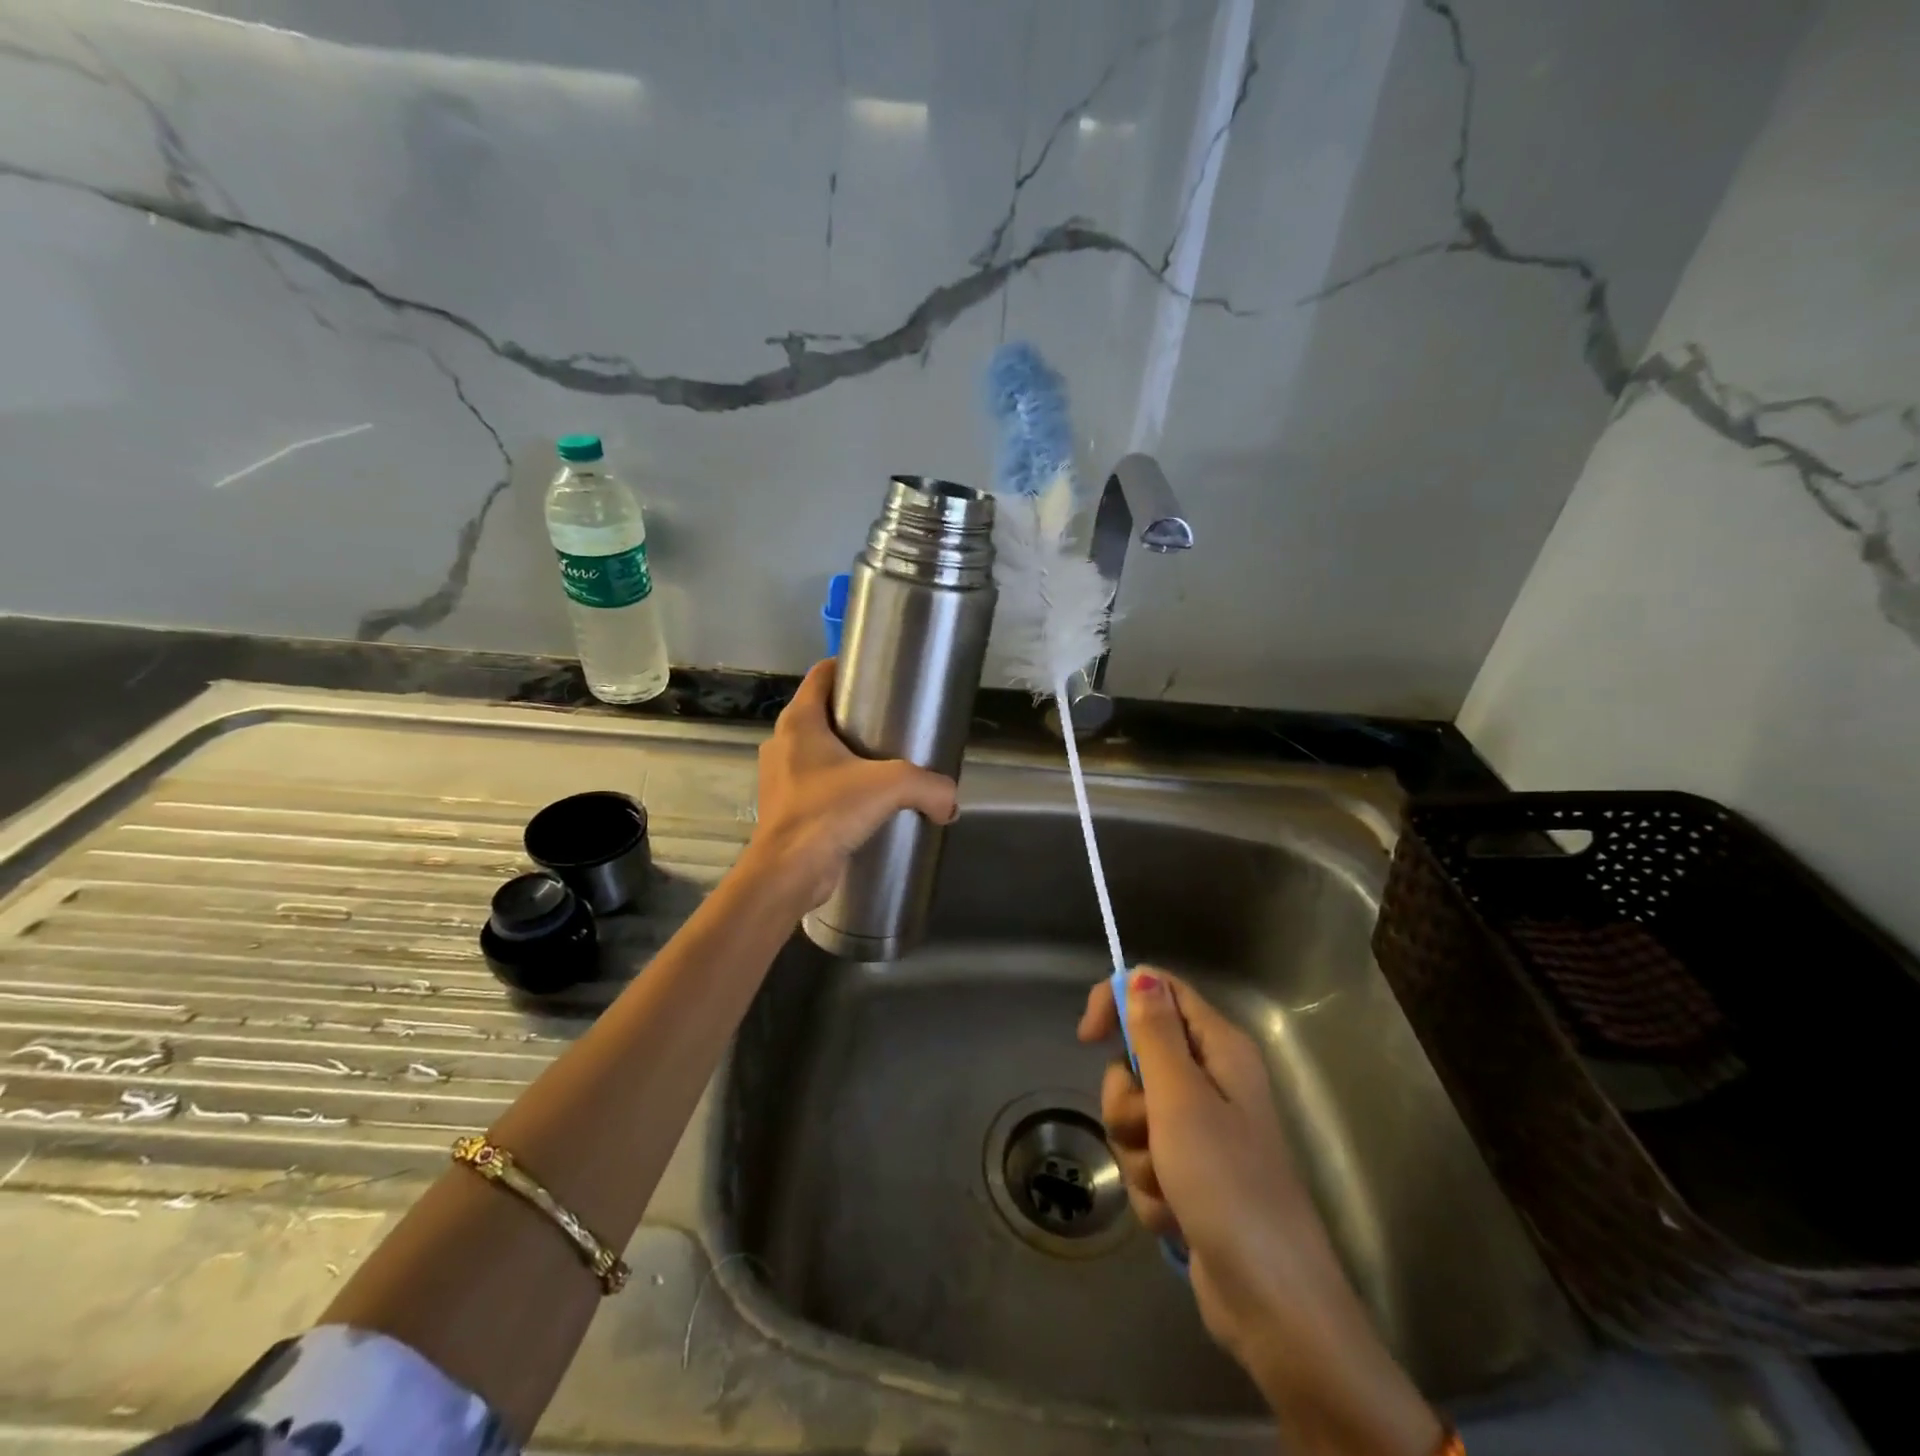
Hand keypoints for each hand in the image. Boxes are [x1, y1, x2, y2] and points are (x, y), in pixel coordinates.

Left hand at [742, 659, 958, 912]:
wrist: (788, 872)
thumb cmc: (828, 812)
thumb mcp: (890, 786)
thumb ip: (929, 786)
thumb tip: (952, 802)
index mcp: (799, 721)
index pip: (821, 674)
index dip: (848, 666)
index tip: (880, 673)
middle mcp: (783, 742)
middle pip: (822, 711)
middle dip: (855, 713)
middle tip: (893, 720)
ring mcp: (781, 776)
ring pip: (819, 750)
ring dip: (846, 752)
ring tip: (884, 762)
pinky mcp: (786, 807)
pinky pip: (817, 783)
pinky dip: (839, 784)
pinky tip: (866, 800)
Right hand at [1079, 969, 1442, 1454]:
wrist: (1272, 1304)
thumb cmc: (1227, 1185)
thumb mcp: (1181, 1099)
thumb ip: (1154, 1032)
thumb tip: (1140, 973)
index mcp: (1220, 1049)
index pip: (1159, 992)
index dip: (1119, 1003)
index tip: (1089, 1037)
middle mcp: (1212, 1081)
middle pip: (1139, 1058)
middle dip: (1128, 1100)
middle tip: (1150, 1129)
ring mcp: (1202, 1132)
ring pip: (1135, 1115)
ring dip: (1138, 1152)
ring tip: (1168, 1183)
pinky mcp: (1192, 1176)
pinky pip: (1146, 1159)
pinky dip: (1150, 1187)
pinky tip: (1175, 1215)